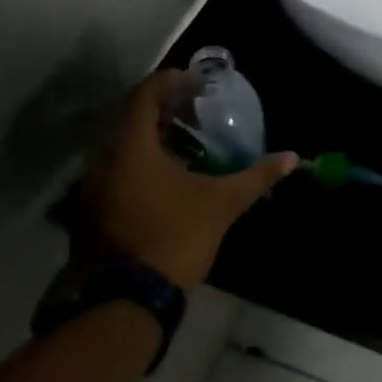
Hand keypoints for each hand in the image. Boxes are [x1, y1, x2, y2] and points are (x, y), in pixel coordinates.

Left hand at [80, 71, 297, 288]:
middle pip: (128, 120)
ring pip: (118, 149)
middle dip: (159, 109)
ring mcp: (91, 191)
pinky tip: (161, 177)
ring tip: (180, 140)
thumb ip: (256, 176)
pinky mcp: (89, 215)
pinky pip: (113, 173)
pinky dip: (136, 165)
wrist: (124, 303)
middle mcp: (103, 162)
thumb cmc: (175, 238)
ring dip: (146, 139)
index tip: (190, 78)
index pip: (144, 96)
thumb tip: (292, 157)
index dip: (167, 81)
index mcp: (131, 149)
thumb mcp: (222, 204)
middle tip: (190, 108)